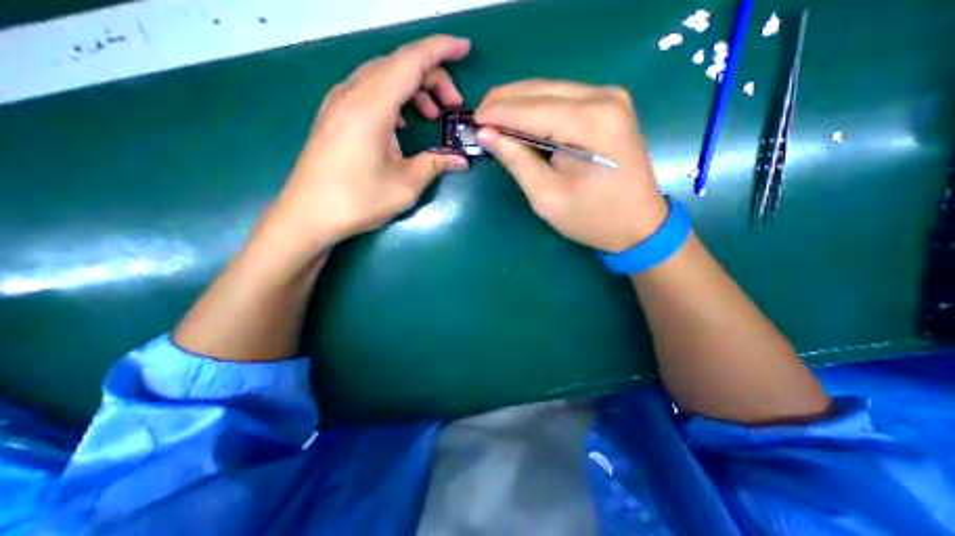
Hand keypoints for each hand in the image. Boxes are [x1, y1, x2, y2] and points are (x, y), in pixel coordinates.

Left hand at [262, 34, 470, 253]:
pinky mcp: (334, 116)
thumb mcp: (405, 185)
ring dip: (412, 90)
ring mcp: (338, 103)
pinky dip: (393, 100)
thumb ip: (435, 165)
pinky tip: (401, 125)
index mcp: (371, 106)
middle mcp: (352, 94)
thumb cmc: (358, 200)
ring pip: (382, 77)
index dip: (441, 51)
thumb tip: (461, 160)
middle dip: (432, 78)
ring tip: (431, 117)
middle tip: (452, 107)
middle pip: (397, 65)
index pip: (411, 61)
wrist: (308, 216)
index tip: (465, 48)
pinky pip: (368, 92)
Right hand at [474, 80, 666, 253]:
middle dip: (503, 103)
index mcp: (590, 123)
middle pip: (539, 90)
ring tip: (494, 121)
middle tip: (479, 120)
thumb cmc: (591, 218)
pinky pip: (562, 97)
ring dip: (518, 103)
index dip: (496, 114)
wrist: (638, 224)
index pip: (529, 109)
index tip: (471, 123)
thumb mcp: (546, 196)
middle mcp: (603, 98)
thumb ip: (516, 160)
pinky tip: (521, 121)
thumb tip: (487, 134)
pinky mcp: (610, 106)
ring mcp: (610, 98)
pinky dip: (536, 107)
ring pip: (549, 89)